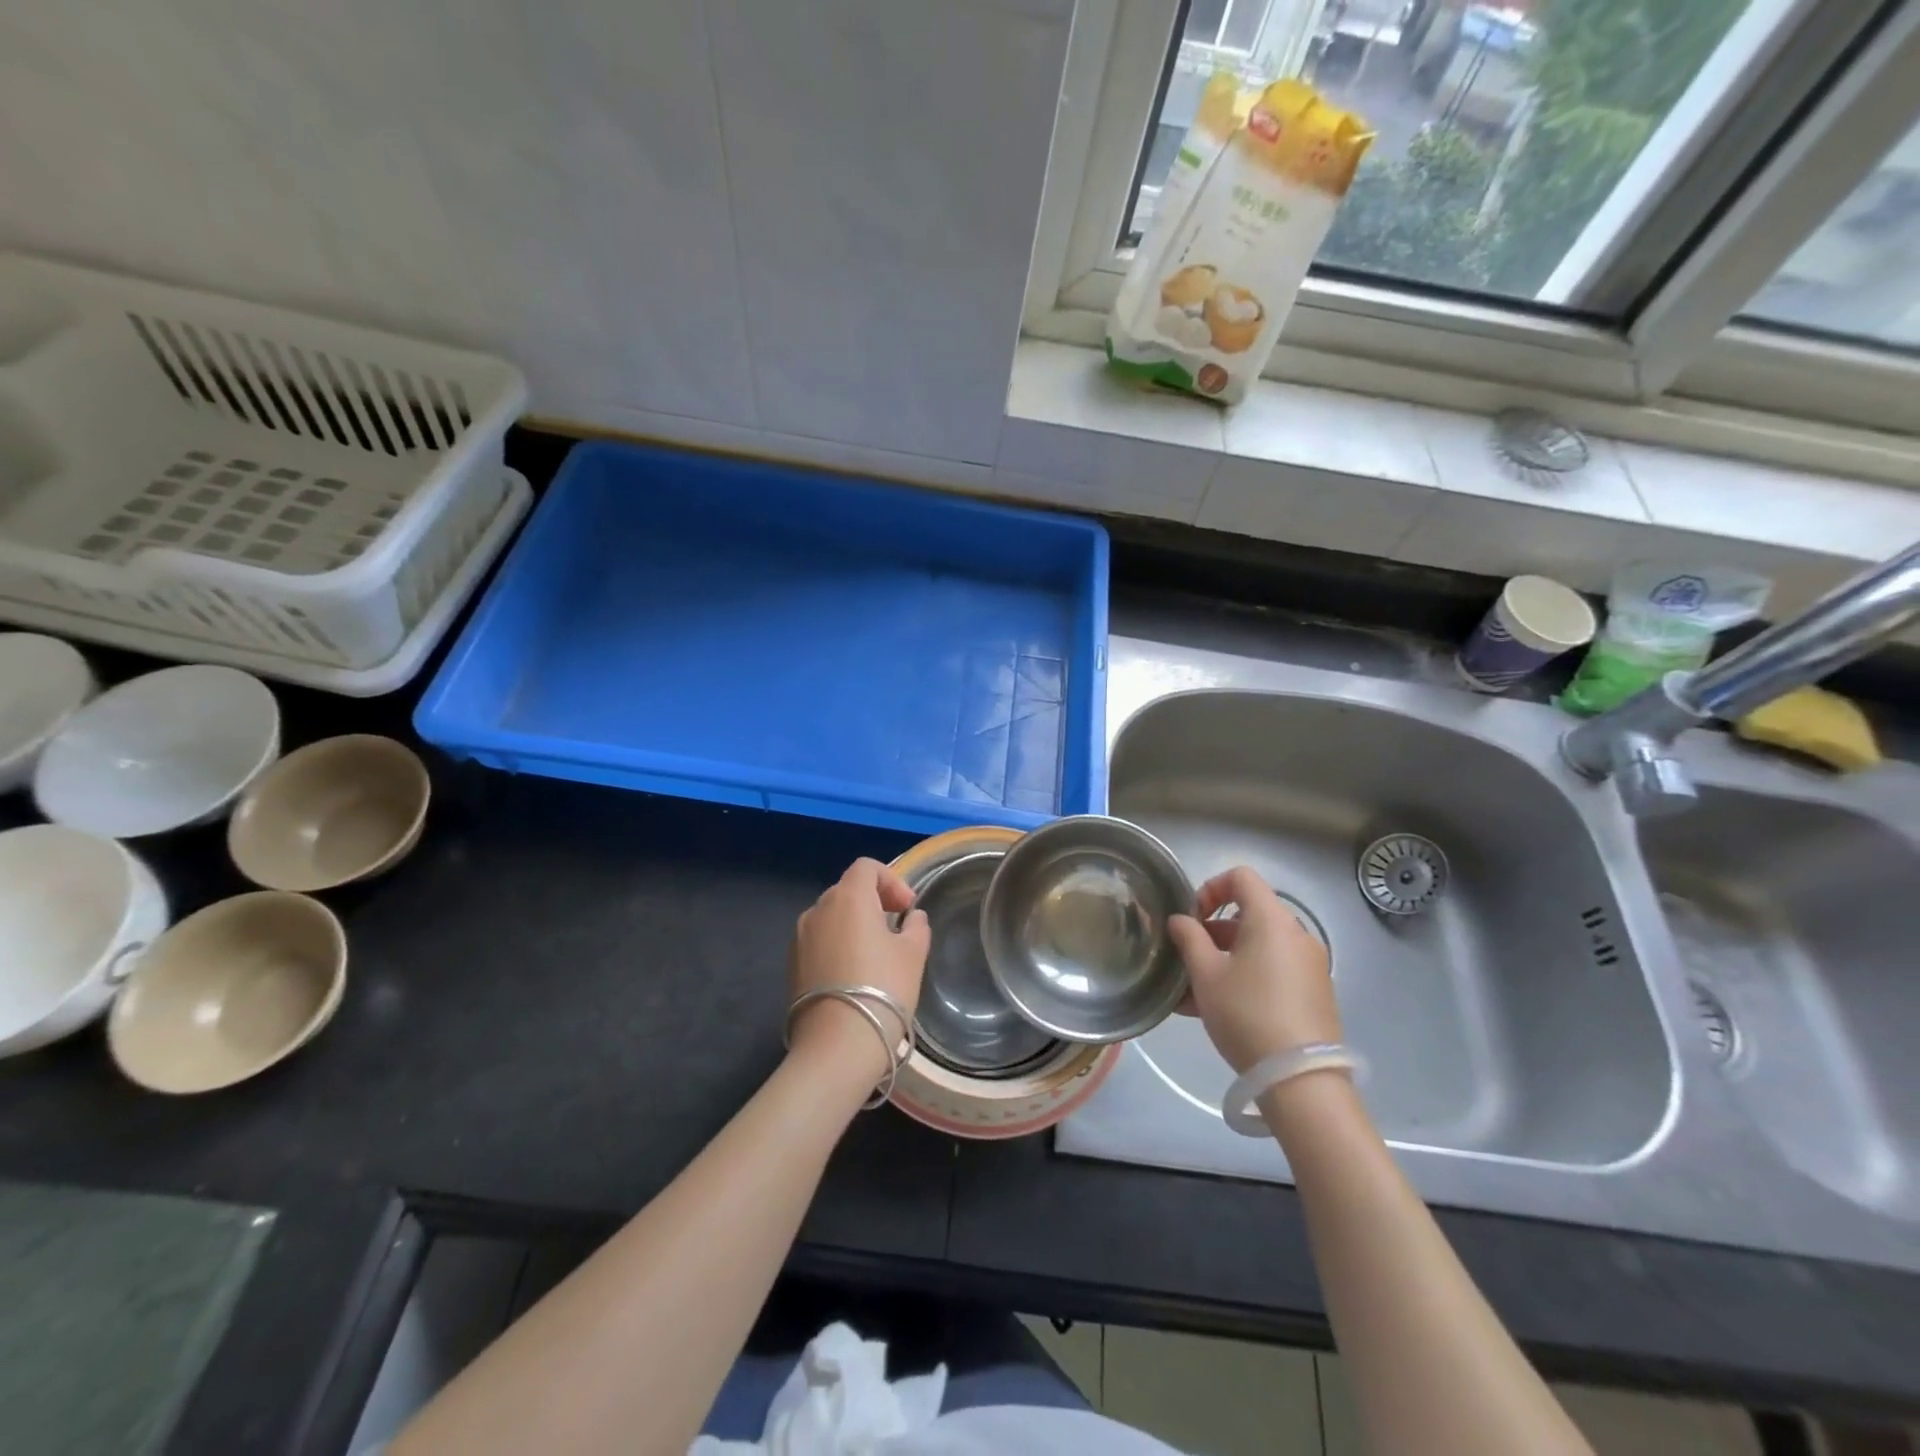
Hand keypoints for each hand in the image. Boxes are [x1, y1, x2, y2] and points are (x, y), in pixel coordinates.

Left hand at [788, 858, 930, 1083]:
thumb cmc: (883, 989)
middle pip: (847, 889)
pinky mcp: (792, 964)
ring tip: (875, 953)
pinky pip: (819, 941)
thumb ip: (916, 927)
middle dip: (874, 901)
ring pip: (831, 916)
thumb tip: (912, 918)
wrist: (837, 1044)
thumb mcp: (913, 954)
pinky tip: (853, 974)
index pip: (866, 867)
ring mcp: (800, 937)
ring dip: (854, 924)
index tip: (907, 908)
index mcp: (848, 897)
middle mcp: (818, 909)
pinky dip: (837, 944)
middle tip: (896, 928)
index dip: (891, 880)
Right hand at [1167, 866, 1339, 1074]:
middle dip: (1212, 932)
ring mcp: (1309, 966)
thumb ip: (1189, 939)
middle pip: (1249, 915)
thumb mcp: (1206, 975)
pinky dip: (1245, 979)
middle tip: (1188, 960)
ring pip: (1258, 948)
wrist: (1301, 1080)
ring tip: (1193, 994)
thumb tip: (1181, 920)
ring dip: (1224, 960)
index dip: (1210, 888)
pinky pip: (1272, 972)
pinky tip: (1217, 1011)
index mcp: (1271, 920)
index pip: (1241, 877)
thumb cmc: (1247, 1014)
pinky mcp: (1314, 994)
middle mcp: (1296, 935)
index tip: (1192, 919)